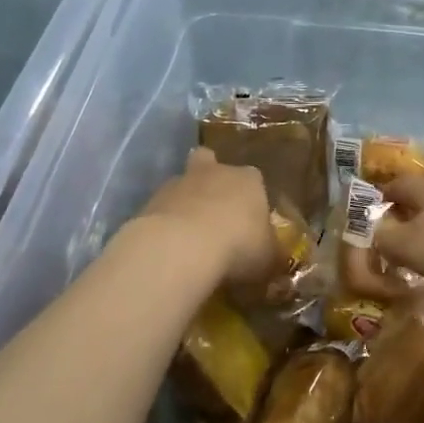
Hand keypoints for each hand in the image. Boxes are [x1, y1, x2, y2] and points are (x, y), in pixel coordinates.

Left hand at [137, 148, 274, 288]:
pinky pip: (161, 210)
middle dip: (211, 181)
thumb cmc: (238, 245)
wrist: (182, 247)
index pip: (254, 179)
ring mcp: (178, 183)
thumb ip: (270, 254)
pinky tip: (168, 247)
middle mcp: (214, 172)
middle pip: (211, 163)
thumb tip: (274, 259)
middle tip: (213, 211)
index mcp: (249, 179)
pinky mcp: (150, 201)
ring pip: (182, 184)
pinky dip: (164, 223)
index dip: (252, 198)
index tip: (250, 222)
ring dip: (184, 203)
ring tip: (187, 236)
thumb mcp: (268, 258)